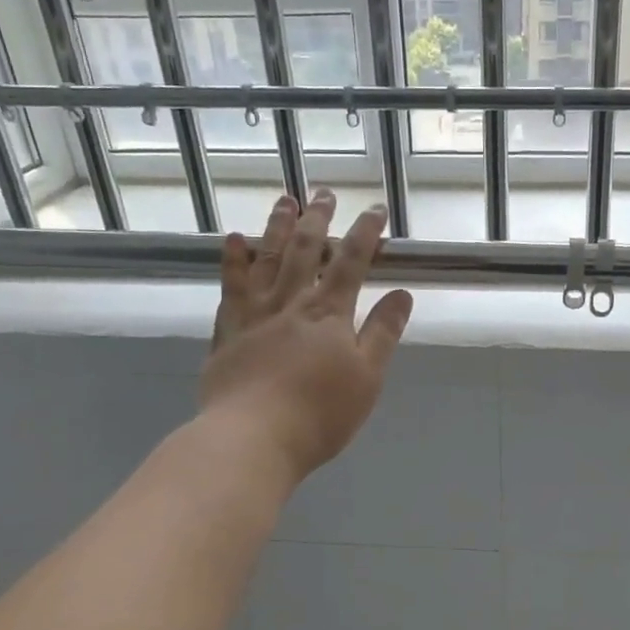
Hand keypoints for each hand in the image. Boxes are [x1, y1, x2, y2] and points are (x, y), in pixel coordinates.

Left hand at [198, 190, 412, 482]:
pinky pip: (230, 287)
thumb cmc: (319, 414)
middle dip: (319, 219)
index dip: (366, 233)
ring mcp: (255, 314)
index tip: (376, 209)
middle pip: (306, 251)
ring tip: (284, 200)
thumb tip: (402, 293)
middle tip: (323, 192)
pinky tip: (234, 241)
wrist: (252, 437)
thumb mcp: (367, 377)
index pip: (352, 262)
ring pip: (268, 259)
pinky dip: (233, 261)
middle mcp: (291, 302)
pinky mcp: (227, 332)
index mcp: (330, 313)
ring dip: (278, 227)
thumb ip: (383, 333)